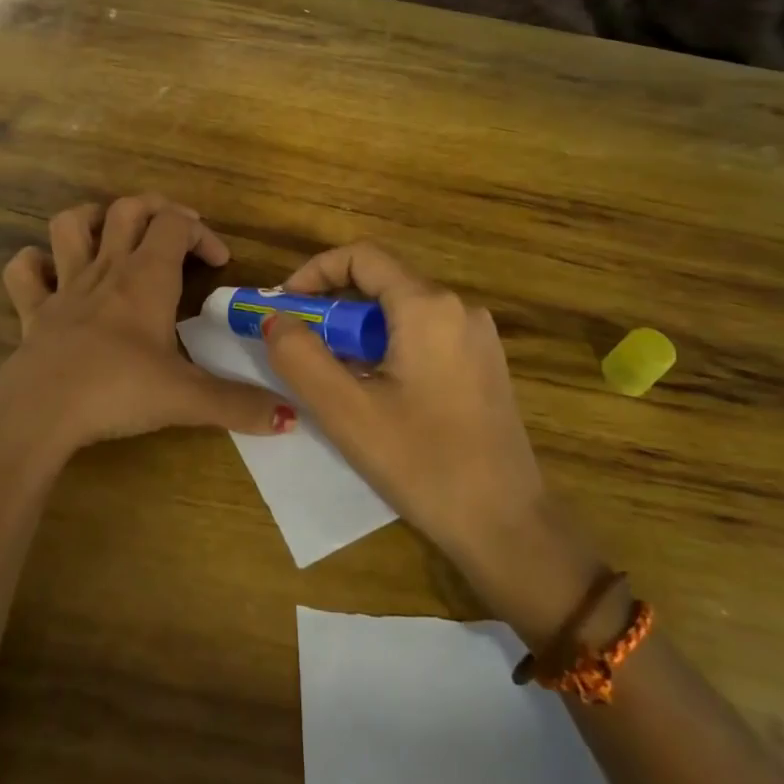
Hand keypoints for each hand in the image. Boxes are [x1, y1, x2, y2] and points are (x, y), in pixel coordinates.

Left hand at [0, 195, 286, 456]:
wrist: (42, 410)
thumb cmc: (119, 390)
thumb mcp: (187, 398)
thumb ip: (240, 405)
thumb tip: (291, 416)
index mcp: (147, 278)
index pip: (176, 224)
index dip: (202, 233)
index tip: (220, 263)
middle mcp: (107, 269)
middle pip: (127, 209)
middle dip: (155, 210)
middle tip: (175, 233)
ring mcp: (65, 286)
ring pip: (70, 224)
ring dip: (93, 219)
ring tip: (113, 236)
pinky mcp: (33, 311)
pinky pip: (24, 271)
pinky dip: (35, 264)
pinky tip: (51, 275)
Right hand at [263, 243, 598, 638]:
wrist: (507, 527)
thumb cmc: (423, 464)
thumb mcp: (346, 411)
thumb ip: (299, 356)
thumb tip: (275, 318)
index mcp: (428, 306)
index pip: (361, 257)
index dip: (315, 272)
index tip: (285, 307)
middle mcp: (459, 307)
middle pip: (381, 282)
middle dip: (333, 306)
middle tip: (300, 344)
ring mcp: (477, 336)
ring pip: (401, 310)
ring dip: (358, 329)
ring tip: (332, 373)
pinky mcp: (484, 363)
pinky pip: (424, 334)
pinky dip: (387, 345)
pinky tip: (375, 389)